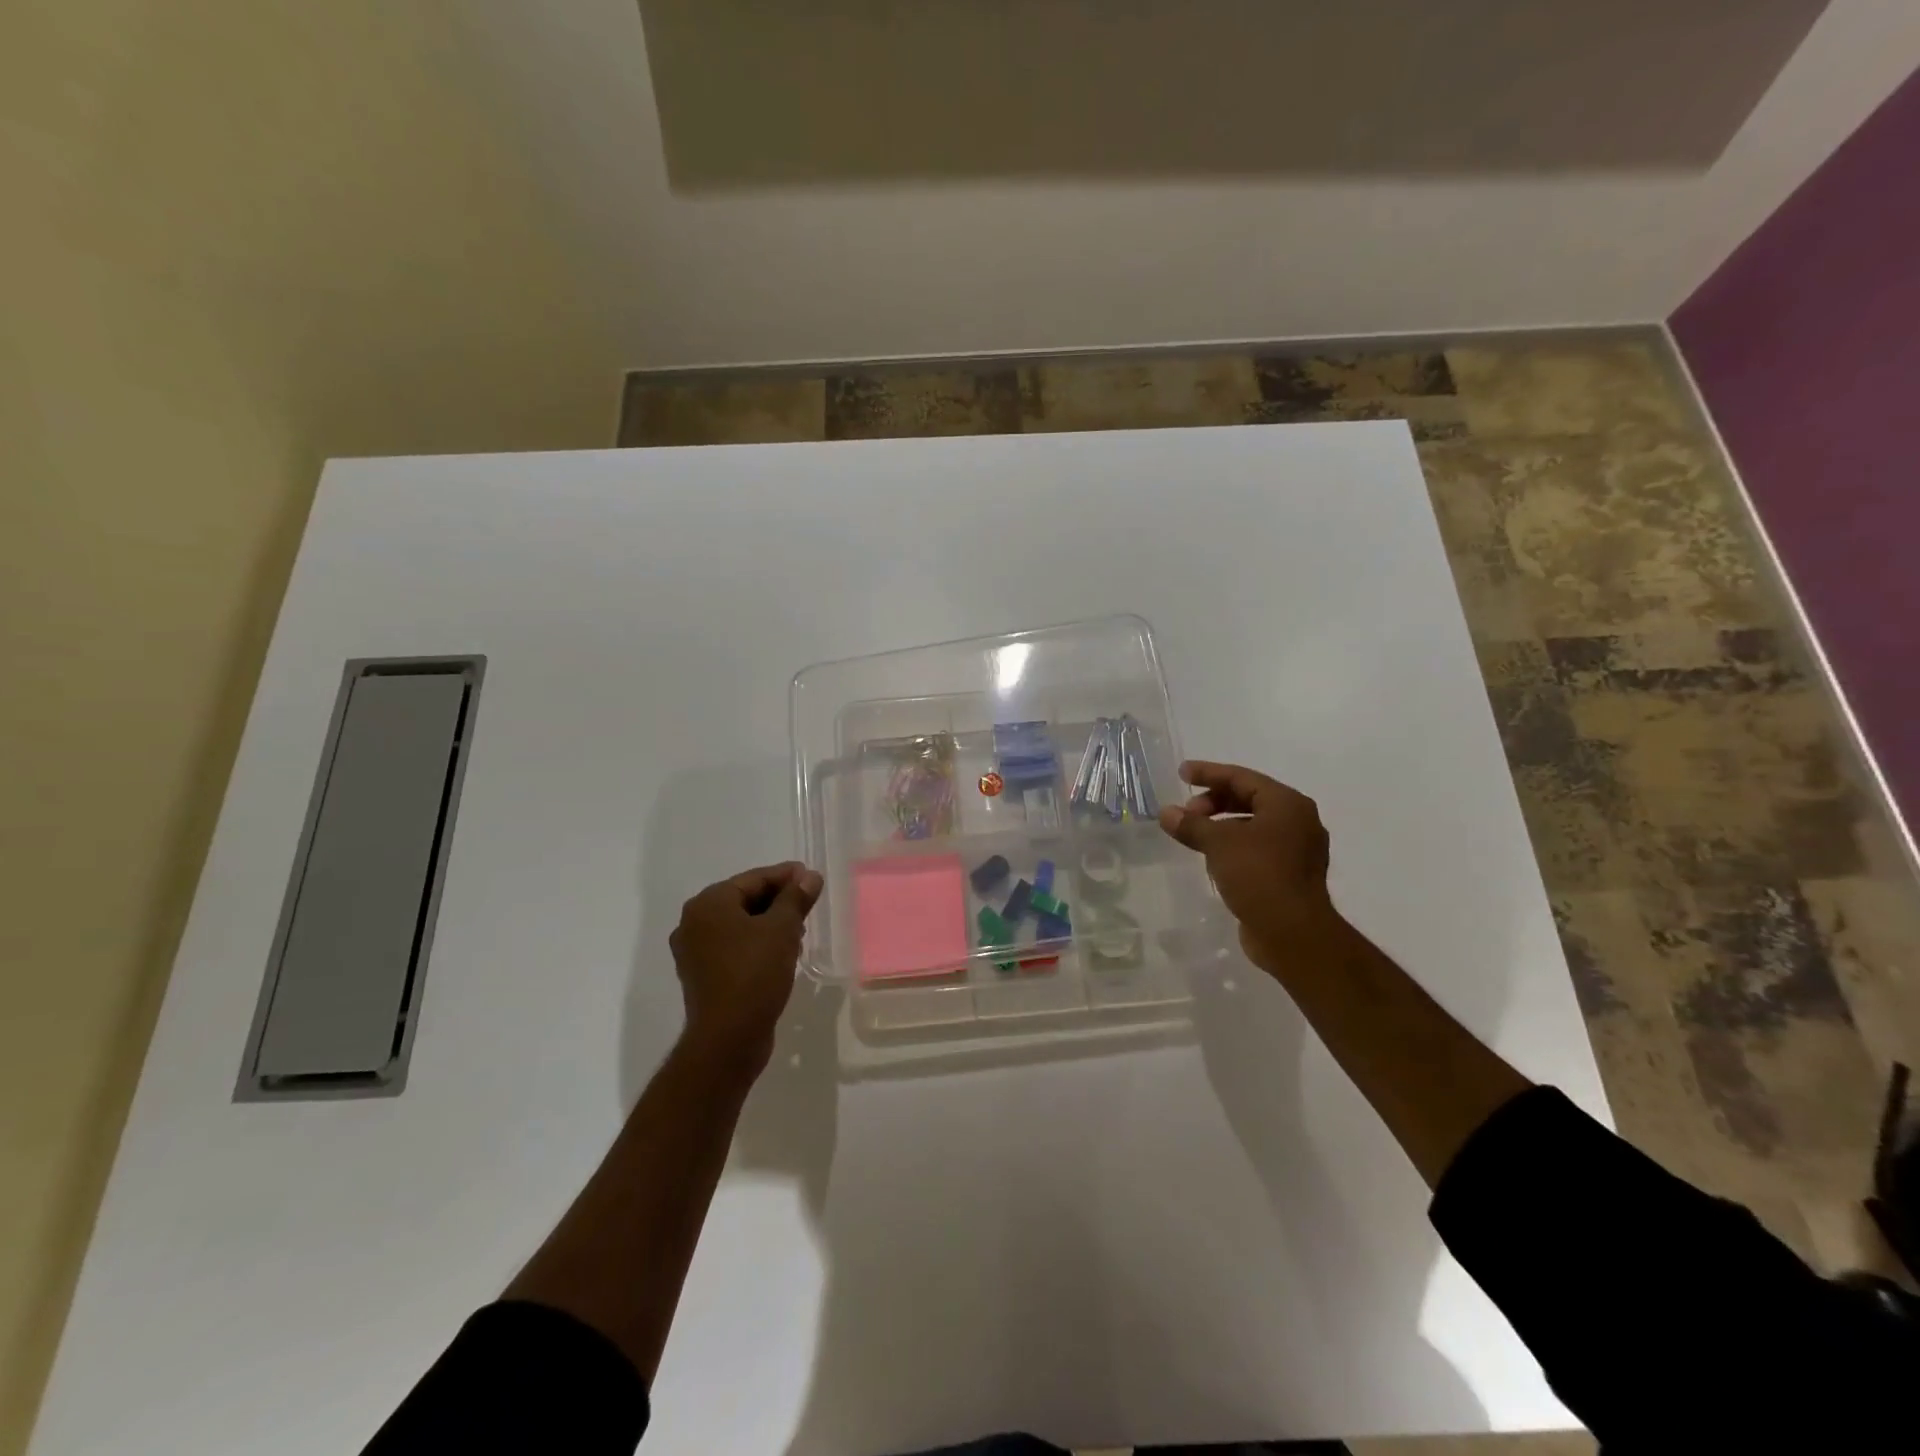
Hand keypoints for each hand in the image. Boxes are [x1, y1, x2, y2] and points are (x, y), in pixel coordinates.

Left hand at [670, 861, 822, 1070]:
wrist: (728, 1038)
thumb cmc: (754, 973)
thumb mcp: (782, 930)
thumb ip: (796, 898)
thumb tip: (810, 876)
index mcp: (708, 903)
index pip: (753, 879)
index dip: (786, 876)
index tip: (812, 877)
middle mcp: (694, 922)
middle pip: (744, 899)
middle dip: (778, 900)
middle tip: (808, 903)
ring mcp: (694, 951)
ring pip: (739, 925)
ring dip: (769, 923)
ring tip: (800, 929)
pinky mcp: (702, 975)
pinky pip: (733, 947)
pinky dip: (756, 943)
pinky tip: (781, 952)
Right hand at [1157, 760, 1341, 976]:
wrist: (1293, 933)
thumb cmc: (1259, 875)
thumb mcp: (1218, 844)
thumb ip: (1191, 824)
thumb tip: (1166, 813)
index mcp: (1287, 804)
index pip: (1242, 777)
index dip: (1209, 773)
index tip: (1182, 773)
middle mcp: (1298, 821)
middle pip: (1250, 799)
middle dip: (1214, 801)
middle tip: (1187, 812)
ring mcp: (1297, 850)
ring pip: (1253, 825)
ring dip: (1222, 825)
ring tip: (1195, 835)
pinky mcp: (1290, 874)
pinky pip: (1257, 848)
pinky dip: (1234, 845)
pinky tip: (1213, 858)